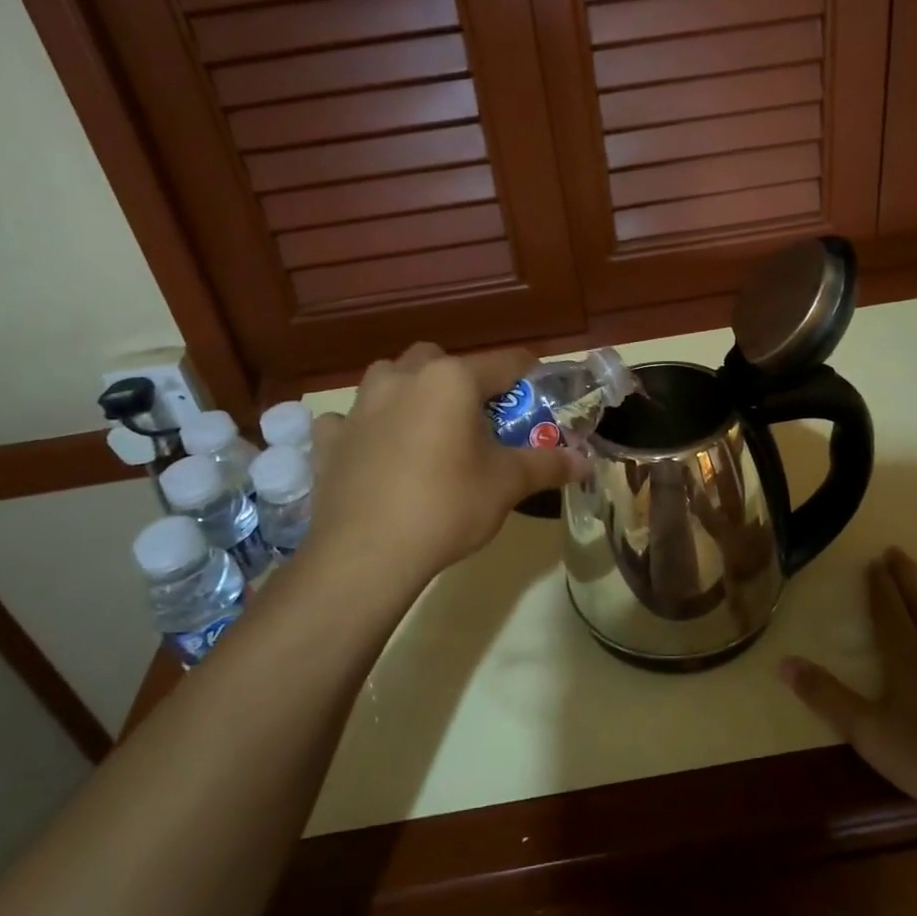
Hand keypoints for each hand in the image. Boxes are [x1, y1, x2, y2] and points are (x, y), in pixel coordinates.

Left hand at [304, 343, 585, 586]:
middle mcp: (403, 378)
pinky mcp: (330, 438)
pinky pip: (349, 419)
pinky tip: (374, 452)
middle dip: (462, 380)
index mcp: (451, 380)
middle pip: (441, 361)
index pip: (505, 362)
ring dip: (410, 392)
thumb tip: (586, 462)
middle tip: (478, 419)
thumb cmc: (447, 507)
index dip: (529, 375)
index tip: (541, 393)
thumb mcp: (507, 484)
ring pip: (391, 378)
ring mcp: (360, 406)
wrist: (366, 554)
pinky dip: (364, 428)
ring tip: (426, 430)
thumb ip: (548, 464)